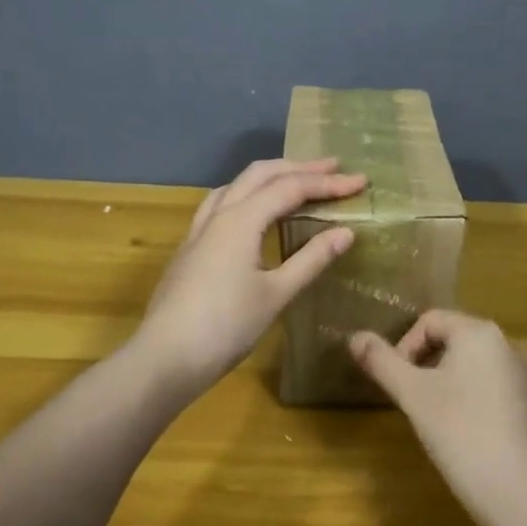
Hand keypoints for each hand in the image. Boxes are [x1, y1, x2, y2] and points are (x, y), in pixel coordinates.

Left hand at [133, 158, 365, 394]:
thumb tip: (346, 232)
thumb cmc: (226, 327)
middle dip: (299, 167)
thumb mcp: (276, 294)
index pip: (291, 188)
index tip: (361, 181)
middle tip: (333, 167)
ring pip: (237, 184)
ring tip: (296, 179)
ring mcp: (199, 229)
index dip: (328, 183)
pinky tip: (253, 209)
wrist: (165, 358)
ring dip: (270, 175)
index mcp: (241, 220)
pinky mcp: (190, 246)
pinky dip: (247, 193)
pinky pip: (222, 202)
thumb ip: (311, 259)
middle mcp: (218, 214)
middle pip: (261, 173)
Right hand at [350, 310, 526, 508]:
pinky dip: (479, 405)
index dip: (405, 347)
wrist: (521, 494)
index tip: (397, 384)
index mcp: (480, 333)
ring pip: (478, 368)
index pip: (431, 321)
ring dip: (453, 385)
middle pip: (456, 342)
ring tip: (440, 422)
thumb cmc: (460, 433)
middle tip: (415, 402)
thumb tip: (355, 337)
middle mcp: (510, 346)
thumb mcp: (413, 396)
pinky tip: (472, 439)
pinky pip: (500, 393)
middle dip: (429, 366)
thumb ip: (382, 362)